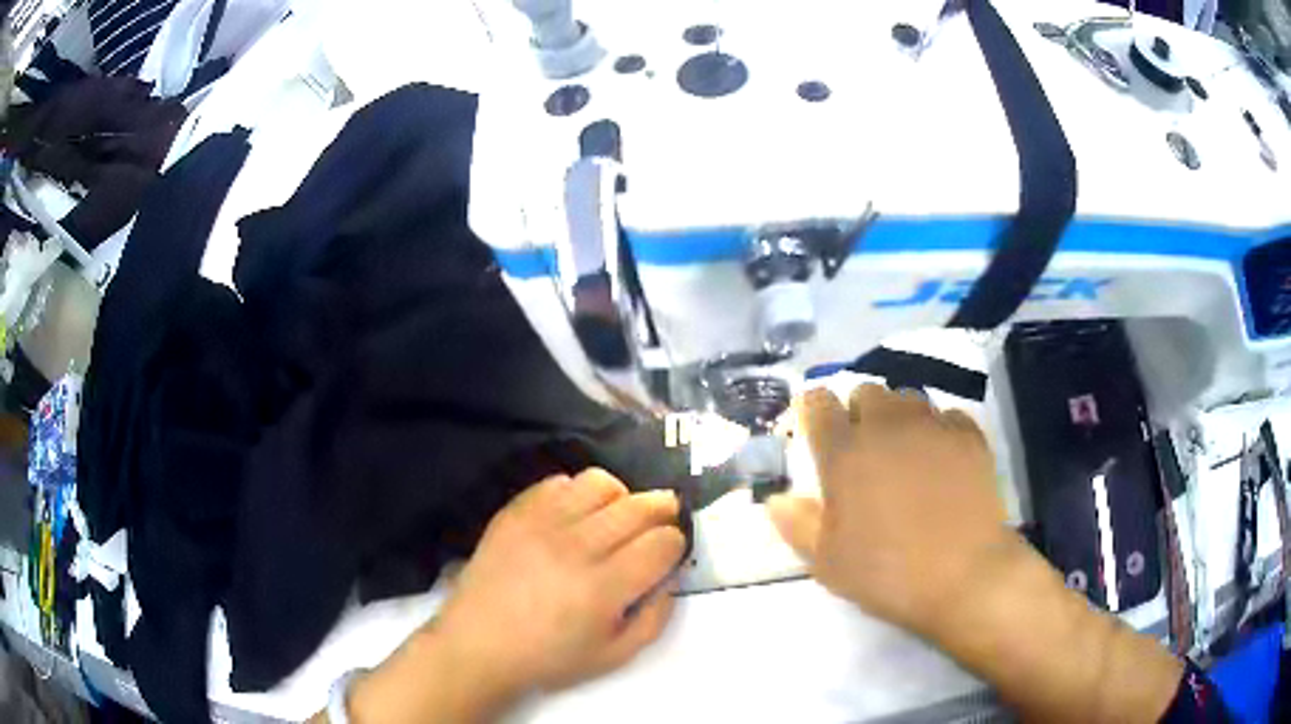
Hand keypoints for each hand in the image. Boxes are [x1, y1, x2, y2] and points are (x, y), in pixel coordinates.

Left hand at [433, 469, 684, 694]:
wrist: (479, 643)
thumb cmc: (549, 657)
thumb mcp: (615, 656)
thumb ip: (655, 617)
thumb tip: (671, 575)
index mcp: (604, 588)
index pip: (662, 542)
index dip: (676, 543)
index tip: (670, 552)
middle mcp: (576, 547)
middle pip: (639, 506)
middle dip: (662, 510)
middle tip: (660, 523)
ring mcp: (541, 523)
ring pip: (601, 483)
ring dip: (621, 496)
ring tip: (616, 517)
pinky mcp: (515, 512)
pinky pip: (558, 482)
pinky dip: (577, 494)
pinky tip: (575, 517)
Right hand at [767, 385, 1015, 636]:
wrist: (965, 576)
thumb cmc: (887, 573)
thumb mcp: (828, 563)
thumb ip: (798, 525)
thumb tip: (775, 499)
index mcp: (845, 453)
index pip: (819, 404)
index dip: (815, 411)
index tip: (818, 431)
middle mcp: (886, 426)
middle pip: (866, 391)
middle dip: (860, 412)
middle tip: (865, 451)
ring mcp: (932, 426)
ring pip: (908, 398)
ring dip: (899, 417)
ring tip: (906, 452)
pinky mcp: (969, 435)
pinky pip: (947, 416)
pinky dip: (938, 430)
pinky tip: (943, 460)